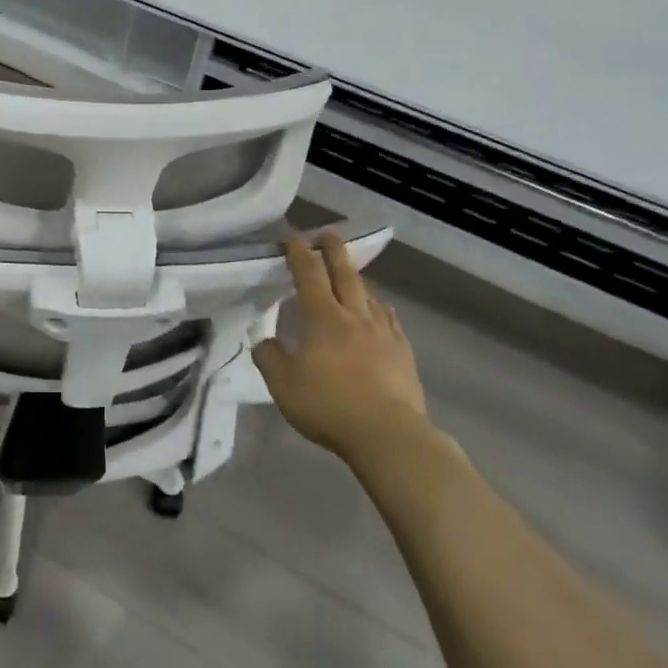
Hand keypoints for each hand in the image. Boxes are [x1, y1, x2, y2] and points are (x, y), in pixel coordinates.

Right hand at [253, 230, 429, 460]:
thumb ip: (270, 358)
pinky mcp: (403, 354)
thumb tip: (264, 341)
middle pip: (344, 273)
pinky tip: (380, 311)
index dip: (297, 252)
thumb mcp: (283, 385)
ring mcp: (384, 334)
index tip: (289, 236)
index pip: (308, 274)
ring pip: (369, 295)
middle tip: (326, 233)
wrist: (388, 435)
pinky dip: (379, 307)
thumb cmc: (329, 405)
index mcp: (324, 318)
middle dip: (332, 250)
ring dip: (356, 278)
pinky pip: (389, 319)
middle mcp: (355, 317)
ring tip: (350, 273)